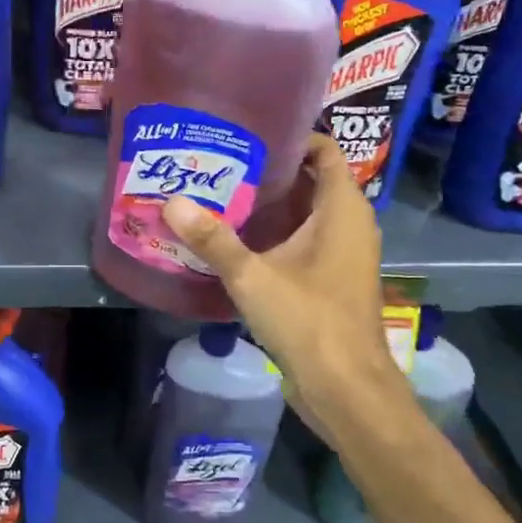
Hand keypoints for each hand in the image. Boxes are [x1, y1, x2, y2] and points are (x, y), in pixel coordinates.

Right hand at [163, 134, 408, 440]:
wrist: (346, 389)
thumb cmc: (309, 321)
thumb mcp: (252, 276)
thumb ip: (212, 239)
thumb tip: (172, 202)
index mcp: (342, 210)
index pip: (325, 151)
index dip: (294, 137)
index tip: (250, 133)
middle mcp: (349, 226)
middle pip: (311, 181)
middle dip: (271, 171)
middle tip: (223, 161)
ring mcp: (343, 256)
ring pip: (306, 215)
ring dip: (271, 205)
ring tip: (221, 193)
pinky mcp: (331, 282)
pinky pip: (304, 242)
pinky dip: (277, 234)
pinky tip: (237, 240)